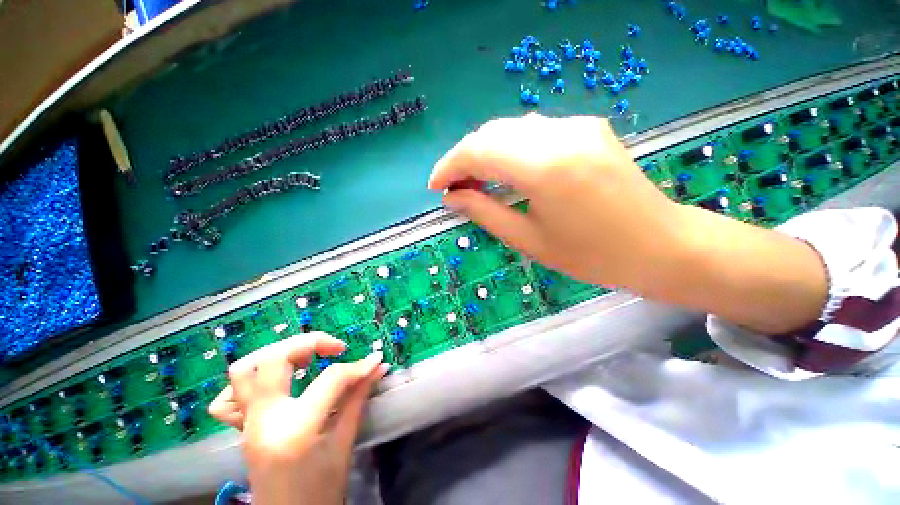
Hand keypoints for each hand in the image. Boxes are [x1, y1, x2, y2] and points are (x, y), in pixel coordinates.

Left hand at [209, 333, 387, 504]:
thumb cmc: (322, 491)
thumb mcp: (344, 444)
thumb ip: (359, 398)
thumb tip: (377, 365)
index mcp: (295, 429)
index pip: (330, 379)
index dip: (357, 366)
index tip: (373, 360)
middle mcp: (263, 421)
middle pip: (273, 359)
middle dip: (310, 343)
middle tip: (335, 349)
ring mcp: (246, 425)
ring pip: (242, 371)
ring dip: (277, 354)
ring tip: (305, 358)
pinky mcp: (240, 430)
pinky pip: (228, 398)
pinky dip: (248, 382)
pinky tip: (274, 384)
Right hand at [429, 114, 681, 288]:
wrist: (659, 245)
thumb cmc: (591, 255)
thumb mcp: (528, 239)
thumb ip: (484, 212)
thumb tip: (452, 197)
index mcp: (544, 167)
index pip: (478, 151)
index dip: (449, 166)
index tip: (435, 187)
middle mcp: (559, 134)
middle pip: (491, 134)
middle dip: (464, 159)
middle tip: (454, 188)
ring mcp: (577, 126)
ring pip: (510, 129)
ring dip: (486, 152)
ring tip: (475, 182)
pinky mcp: (587, 128)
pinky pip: (533, 132)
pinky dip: (510, 149)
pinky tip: (507, 171)